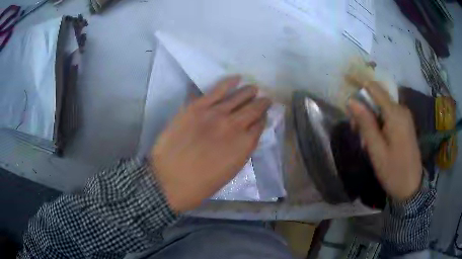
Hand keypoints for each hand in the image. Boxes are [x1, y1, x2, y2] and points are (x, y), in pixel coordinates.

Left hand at [150, 76, 270, 211]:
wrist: (168, 180)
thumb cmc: (200, 184)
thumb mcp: (229, 172)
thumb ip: (241, 150)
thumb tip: (246, 135)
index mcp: (244, 145)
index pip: (260, 125)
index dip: (263, 118)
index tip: (264, 115)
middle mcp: (235, 126)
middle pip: (254, 109)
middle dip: (262, 103)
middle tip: (265, 99)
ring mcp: (216, 114)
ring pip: (239, 96)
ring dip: (249, 92)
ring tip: (253, 88)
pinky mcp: (198, 107)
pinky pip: (217, 90)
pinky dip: (229, 83)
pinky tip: (237, 78)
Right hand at [348, 82, 421, 201]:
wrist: (412, 187)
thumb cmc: (393, 171)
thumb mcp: (376, 150)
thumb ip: (365, 123)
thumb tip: (352, 101)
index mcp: (395, 114)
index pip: (374, 88)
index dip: (359, 85)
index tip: (346, 90)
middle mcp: (401, 109)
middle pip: (378, 98)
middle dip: (364, 110)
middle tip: (356, 131)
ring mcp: (405, 117)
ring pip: (382, 108)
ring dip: (371, 119)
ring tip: (366, 141)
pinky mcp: (405, 124)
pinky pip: (389, 115)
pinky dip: (379, 124)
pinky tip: (375, 140)